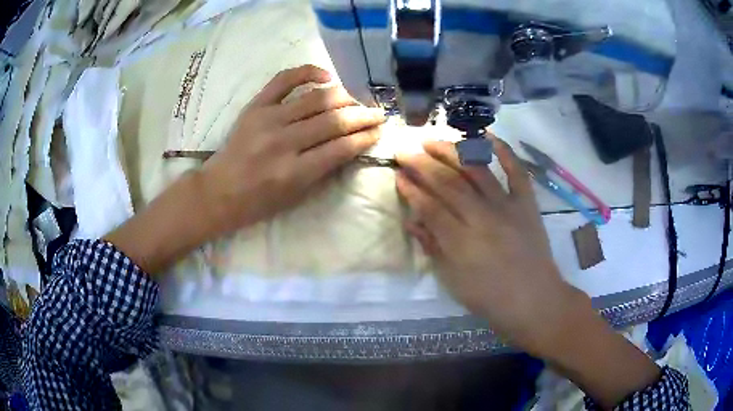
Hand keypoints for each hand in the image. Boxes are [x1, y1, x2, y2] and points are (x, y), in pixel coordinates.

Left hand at [106, 65, 383, 273]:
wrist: (218, 191)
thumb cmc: (258, 202)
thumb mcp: (296, 197)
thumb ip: (324, 170)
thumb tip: (351, 145)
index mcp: (295, 172)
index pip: (342, 147)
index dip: (366, 137)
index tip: (379, 131)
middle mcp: (284, 142)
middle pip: (334, 121)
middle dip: (363, 115)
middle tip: (377, 113)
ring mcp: (268, 120)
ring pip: (317, 99)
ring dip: (344, 97)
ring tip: (356, 99)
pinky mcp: (255, 106)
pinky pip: (284, 80)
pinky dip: (308, 72)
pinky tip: (326, 76)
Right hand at [395, 135, 582, 354]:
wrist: (535, 300)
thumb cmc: (490, 298)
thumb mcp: (453, 281)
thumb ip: (432, 248)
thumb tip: (411, 221)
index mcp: (462, 242)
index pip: (430, 207)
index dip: (412, 189)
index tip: (398, 174)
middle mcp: (483, 217)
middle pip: (448, 183)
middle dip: (422, 164)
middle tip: (404, 150)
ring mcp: (508, 206)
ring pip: (477, 170)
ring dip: (452, 151)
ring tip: (432, 140)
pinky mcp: (527, 203)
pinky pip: (517, 171)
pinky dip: (504, 151)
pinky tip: (487, 135)